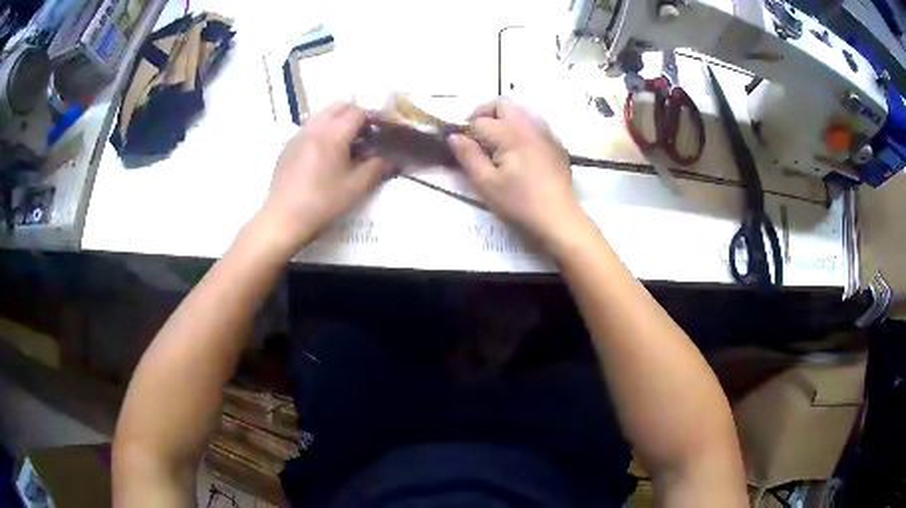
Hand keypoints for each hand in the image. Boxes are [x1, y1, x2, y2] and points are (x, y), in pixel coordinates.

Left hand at [255, 102, 391, 257]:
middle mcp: (315, 127)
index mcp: (333, 134)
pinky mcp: (288, 146)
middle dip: (354, 114)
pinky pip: (309, 127)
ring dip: (337, 120)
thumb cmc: (322, 202)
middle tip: (364, 134)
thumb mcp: (354, 187)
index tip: (380, 131)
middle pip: (338, 107)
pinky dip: (322, 130)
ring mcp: (298, 135)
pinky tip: (324, 153)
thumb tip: (391, 160)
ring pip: (322, 114)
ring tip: (344, 142)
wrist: (284, 217)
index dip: (372, 118)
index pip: (357, 112)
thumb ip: (375, 169)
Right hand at [448, 99, 586, 250]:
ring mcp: (546, 133)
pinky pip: (536, 124)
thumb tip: (454, 136)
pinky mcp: (556, 145)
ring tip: (497, 142)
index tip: (459, 146)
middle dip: (485, 114)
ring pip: (521, 111)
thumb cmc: (519, 203)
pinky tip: (519, 151)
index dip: (465, 131)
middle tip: (476, 137)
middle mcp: (530, 125)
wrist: (558, 220)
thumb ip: (468, 156)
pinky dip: (522, 128)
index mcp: (510, 132)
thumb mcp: (486, 183)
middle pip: (502, 104)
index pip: (480, 121)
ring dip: (504, 119)